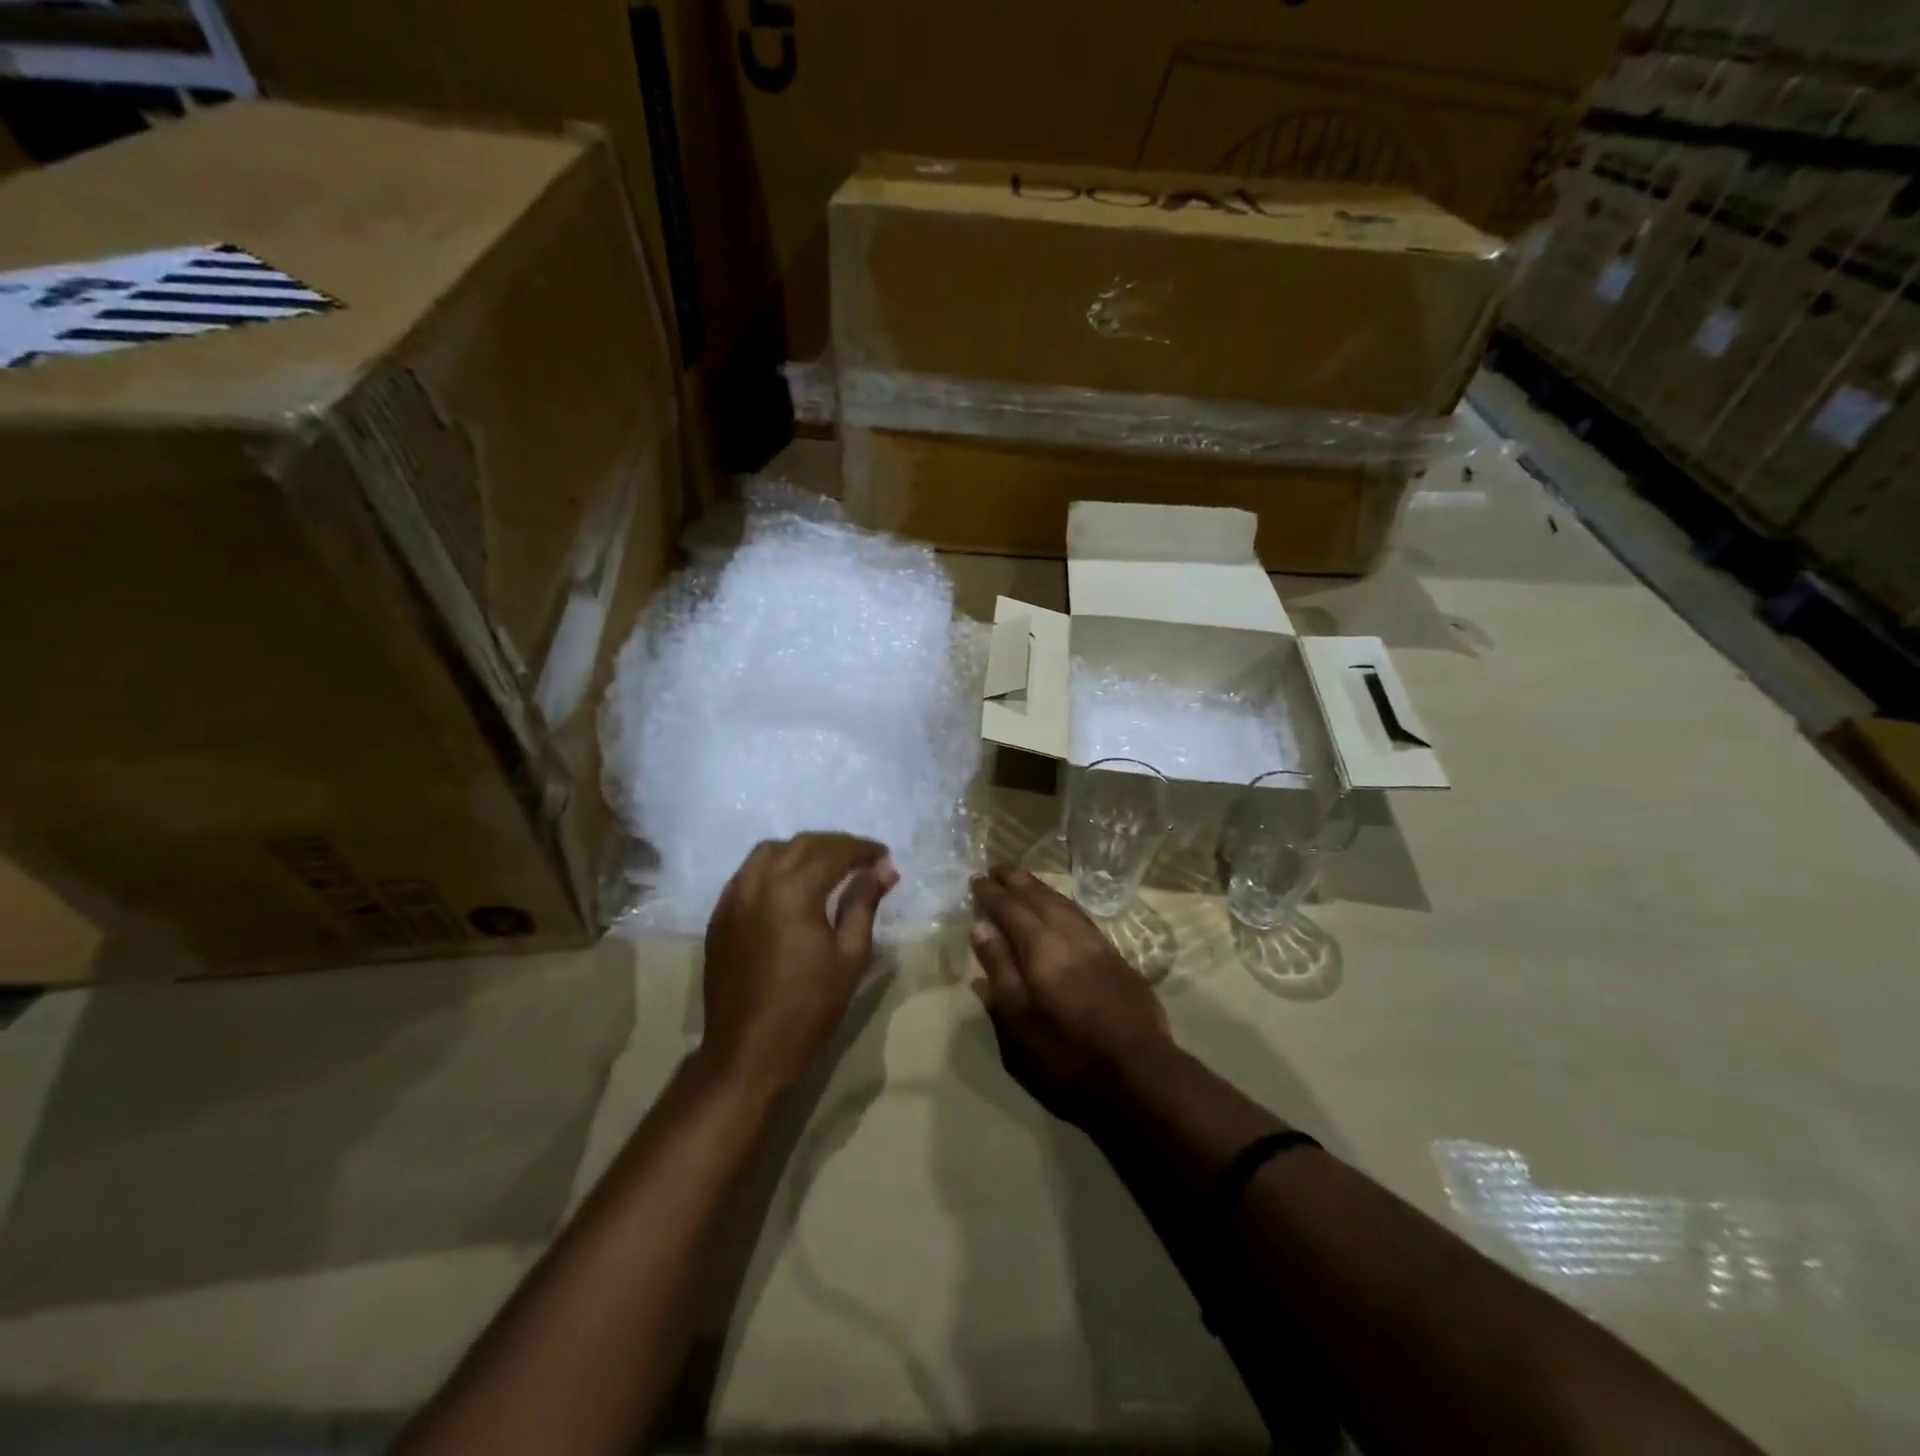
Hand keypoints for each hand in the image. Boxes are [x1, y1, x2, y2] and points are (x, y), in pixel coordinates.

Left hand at [701, 833, 897, 1096]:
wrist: (748, 1050)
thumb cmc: (809, 1006)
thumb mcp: (850, 955)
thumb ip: (864, 904)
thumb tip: (885, 869)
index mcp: (794, 890)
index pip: (833, 852)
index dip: (862, 849)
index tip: (883, 856)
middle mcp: (759, 882)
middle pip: (801, 844)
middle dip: (835, 845)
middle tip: (861, 859)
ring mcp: (733, 897)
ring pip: (769, 852)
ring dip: (801, 851)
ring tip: (825, 867)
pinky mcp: (719, 915)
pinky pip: (748, 874)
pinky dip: (773, 868)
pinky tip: (789, 887)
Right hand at [969, 865, 1175, 1126]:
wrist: (1138, 1071)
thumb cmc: (1066, 1053)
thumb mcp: (1018, 1020)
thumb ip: (999, 969)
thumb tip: (981, 927)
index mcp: (1041, 947)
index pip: (1010, 908)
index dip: (991, 893)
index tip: (975, 880)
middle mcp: (1069, 934)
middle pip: (1039, 897)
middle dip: (1016, 880)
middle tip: (996, 868)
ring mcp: (1097, 943)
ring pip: (1063, 902)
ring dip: (1040, 888)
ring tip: (1023, 881)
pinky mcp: (1115, 956)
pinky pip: (1080, 915)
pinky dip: (1062, 903)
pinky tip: (1059, 909)